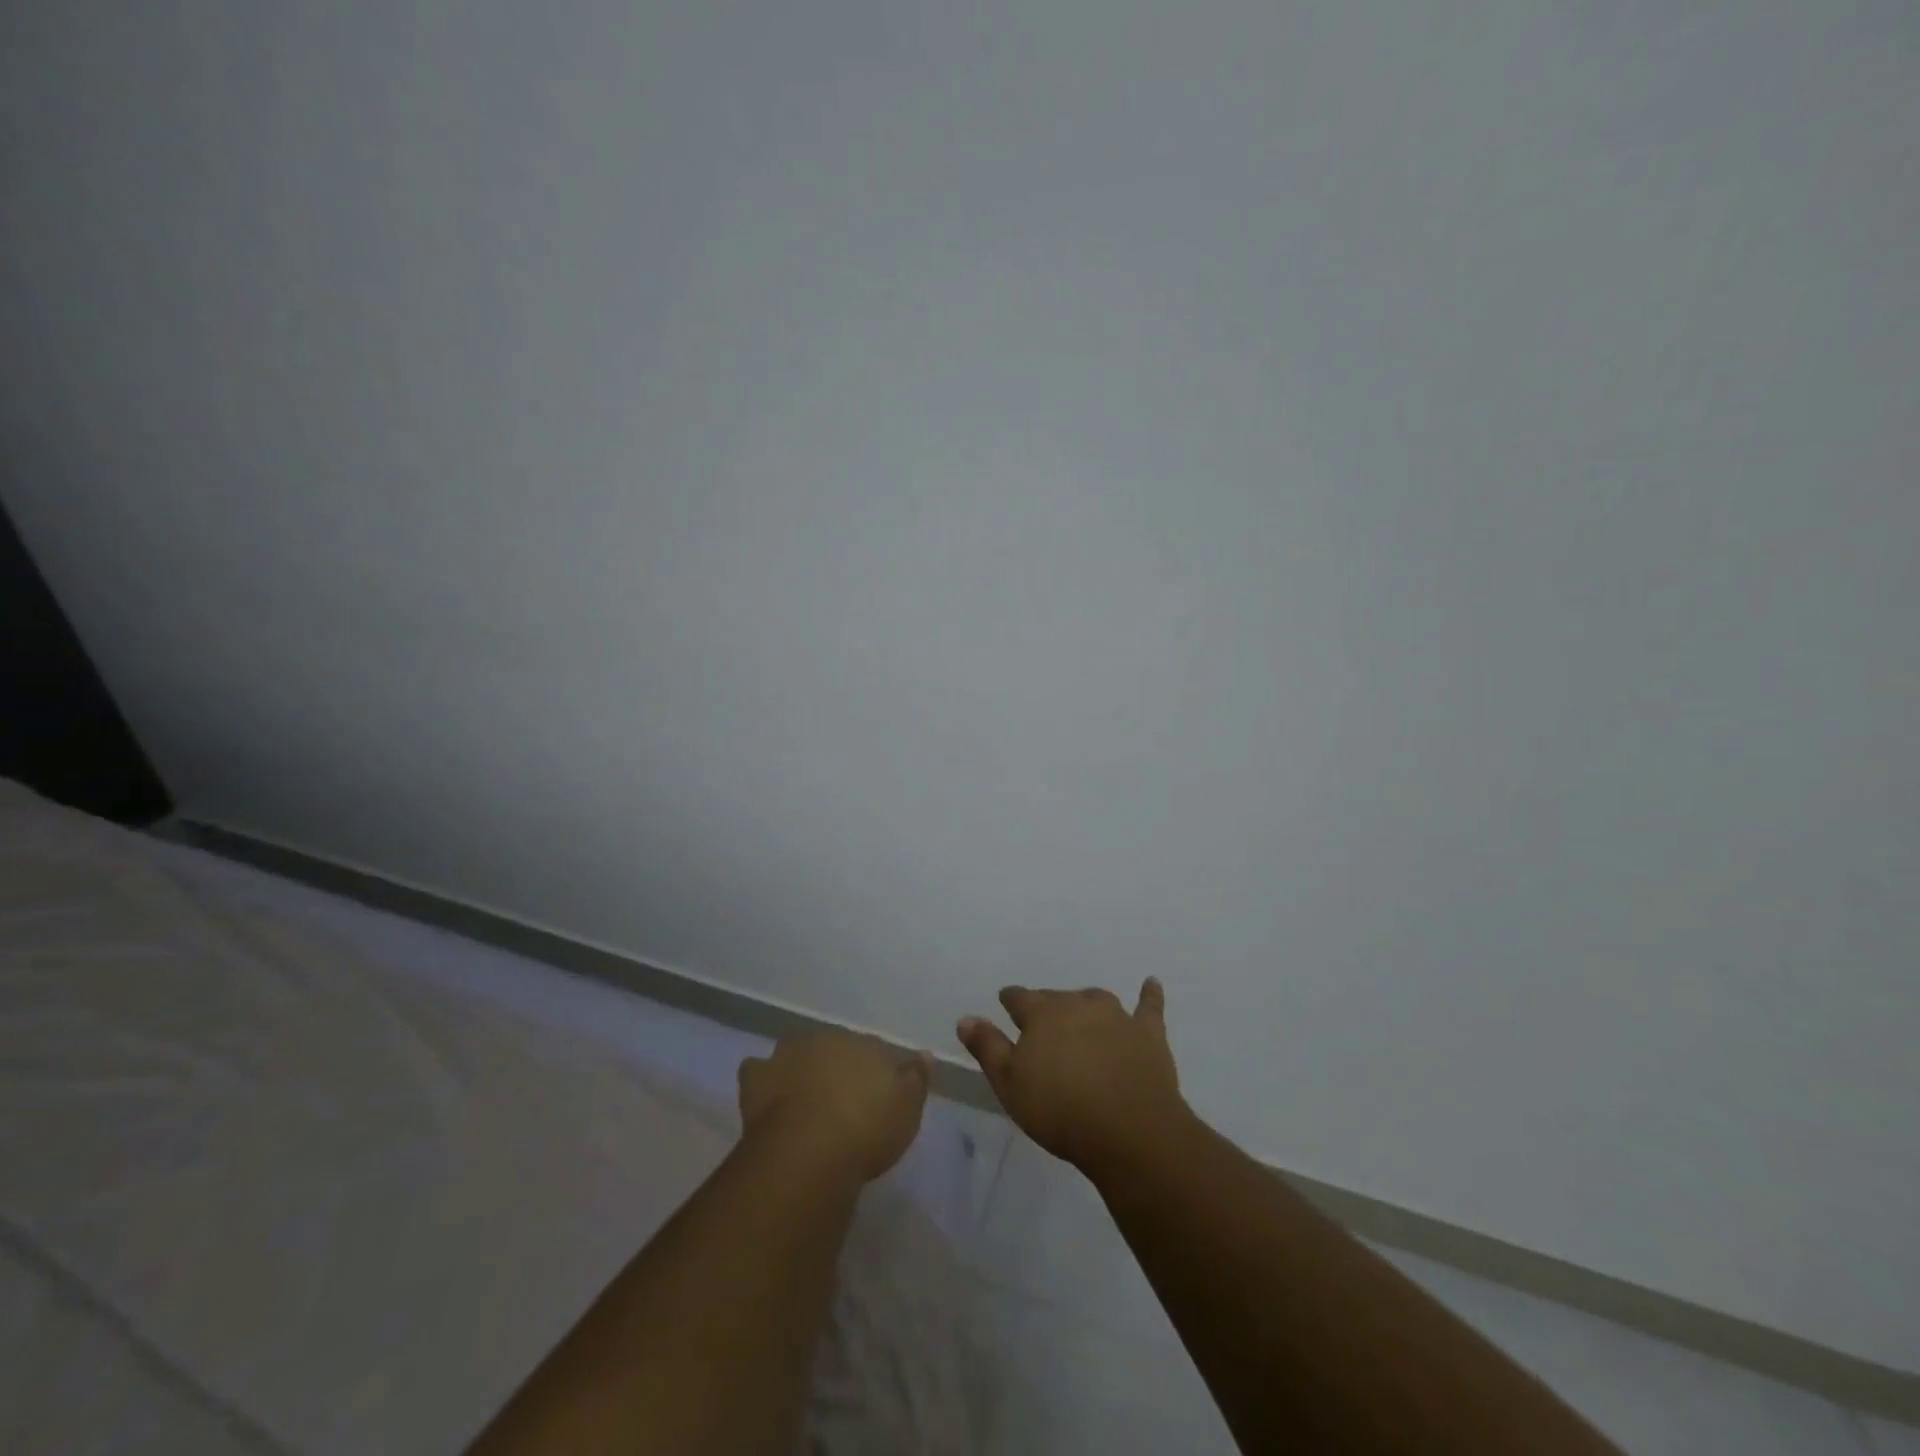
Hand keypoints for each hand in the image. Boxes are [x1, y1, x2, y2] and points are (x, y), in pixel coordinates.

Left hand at [737, 1031, 932, 1181]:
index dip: (872, 1072)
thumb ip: (916, 1078)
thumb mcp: (907, 1108)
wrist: (807, 1154)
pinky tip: (767, 1100)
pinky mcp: (756, 1080)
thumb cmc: (866, 1130)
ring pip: (794, 1053)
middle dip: (834, 1066)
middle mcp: (824, 1041)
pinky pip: (758, 1072)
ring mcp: (787, 1057)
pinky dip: (762, 1082)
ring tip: (803, 1100)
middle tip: (839, 1099)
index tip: (874, 1095)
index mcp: (862, 1043)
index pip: (871, 1049)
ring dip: (798, 1068)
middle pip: (832, 1048)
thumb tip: (925, 1055)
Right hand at [957, 978, 1184, 1173]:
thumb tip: (966, 1018)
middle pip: (1057, 998)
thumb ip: (988, 1047)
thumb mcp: (1010, 1084)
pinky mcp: (1148, 1034)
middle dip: (1047, 1006)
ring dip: (1085, 1004)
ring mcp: (1116, 1016)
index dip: (1012, 1000)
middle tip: (1042, 1023)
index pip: (1020, 998)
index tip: (1006, 1003)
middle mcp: (1078, 1004)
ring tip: (1080, 1013)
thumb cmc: (1060, 1110)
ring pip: (1095, 999)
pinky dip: (1148, 995)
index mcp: (1042, 1014)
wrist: (1129, 1130)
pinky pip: (1148, 1007)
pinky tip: (1151, 983)